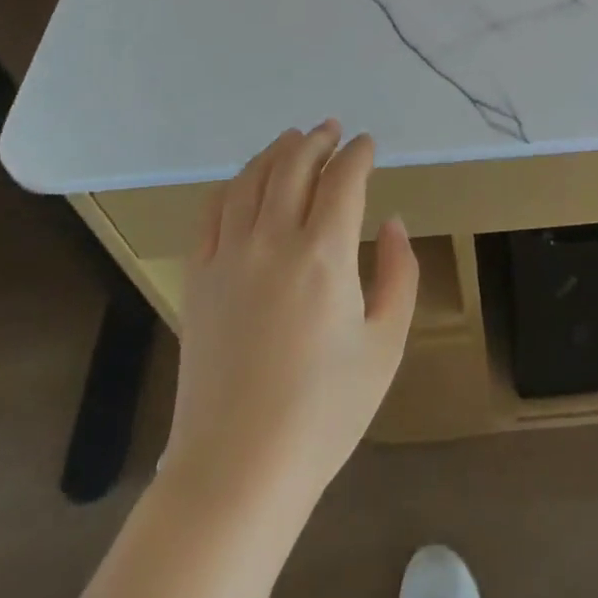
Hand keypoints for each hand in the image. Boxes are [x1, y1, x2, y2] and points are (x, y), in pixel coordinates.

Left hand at [161, 122, 417, 509]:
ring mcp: (229, 257)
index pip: (343, 179)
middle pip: (294, 166)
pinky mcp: (198, 278)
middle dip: (317, 140)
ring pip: (251, 180)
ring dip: (276, 152)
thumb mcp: (385, 346)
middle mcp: (273, 241)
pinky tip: (244, 181)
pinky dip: (232, 185)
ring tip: (292, 139)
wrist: (238, 468)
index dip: (358, 154)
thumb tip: (393, 223)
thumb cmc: (324, 412)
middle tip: (332, 129)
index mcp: (324, 255)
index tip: (368, 144)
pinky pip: (212, 212)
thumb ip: (398, 274)